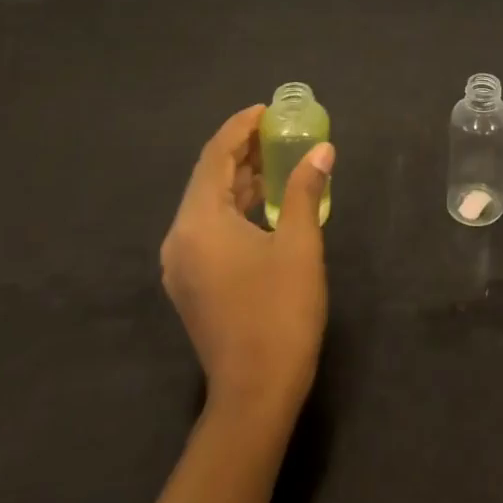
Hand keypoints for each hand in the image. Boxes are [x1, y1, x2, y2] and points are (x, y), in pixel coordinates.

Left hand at [160, 105, 333, 417]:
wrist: (255, 393)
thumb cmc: (280, 312)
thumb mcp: (299, 244)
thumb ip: (304, 190)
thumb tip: (322, 150)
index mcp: (198, 223)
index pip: (214, 157)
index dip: (239, 128)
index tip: (266, 109)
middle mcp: (180, 238)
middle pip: (207, 178)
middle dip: (240, 150)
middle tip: (277, 130)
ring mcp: (181, 264)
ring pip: (207, 204)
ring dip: (239, 179)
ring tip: (276, 158)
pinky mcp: (191, 283)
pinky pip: (209, 228)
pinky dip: (234, 207)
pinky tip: (264, 203)